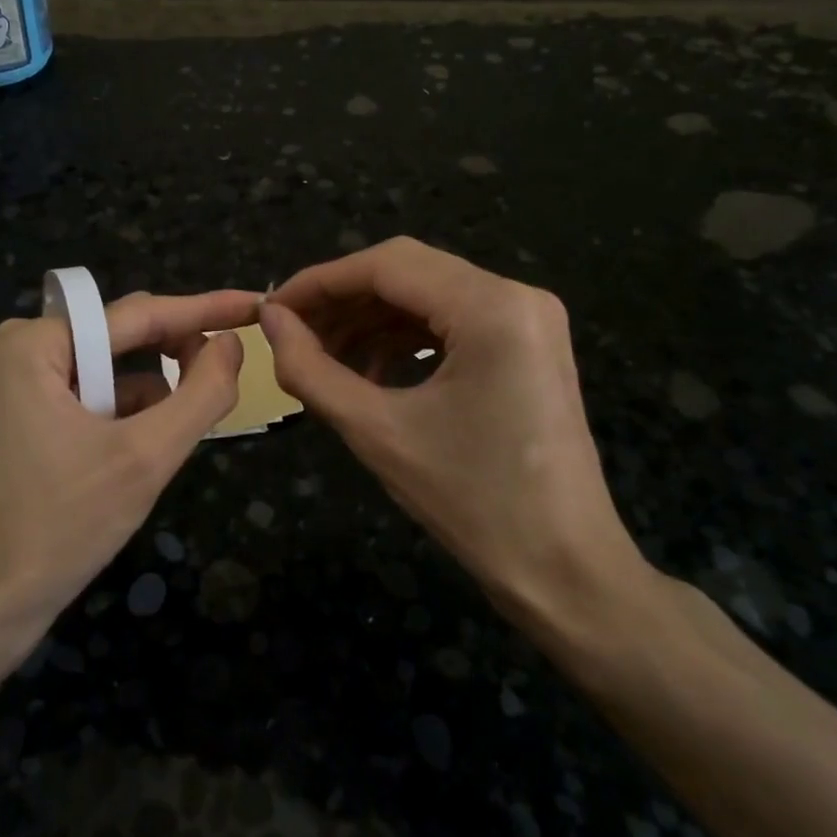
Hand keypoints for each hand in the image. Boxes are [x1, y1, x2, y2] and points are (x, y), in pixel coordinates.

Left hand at [0, 291, 256, 633]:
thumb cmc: (58, 526)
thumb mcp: (144, 458)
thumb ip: (200, 394)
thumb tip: (232, 343)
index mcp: (38, 343)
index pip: (141, 314)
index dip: (206, 309)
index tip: (258, 305)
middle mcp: (27, 350)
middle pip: (127, 337)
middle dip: (180, 355)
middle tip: (234, 374)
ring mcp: (25, 386)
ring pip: (116, 372)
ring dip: (157, 396)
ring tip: (192, 425)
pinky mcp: (31, 420)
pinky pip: (98, 399)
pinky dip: (132, 418)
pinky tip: (151, 451)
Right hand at [261, 238, 657, 654]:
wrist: (565, 570)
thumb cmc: (473, 504)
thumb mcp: (378, 432)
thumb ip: (312, 370)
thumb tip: (271, 322)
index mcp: (491, 307)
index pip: (386, 265)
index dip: (320, 282)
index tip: (271, 310)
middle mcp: (516, 295)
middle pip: (408, 272)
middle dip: (343, 300)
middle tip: (291, 334)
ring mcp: (528, 318)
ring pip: (427, 295)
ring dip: (370, 321)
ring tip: (321, 358)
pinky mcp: (527, 344)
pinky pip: (451, 321)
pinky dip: (403, 339)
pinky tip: (368, 372)